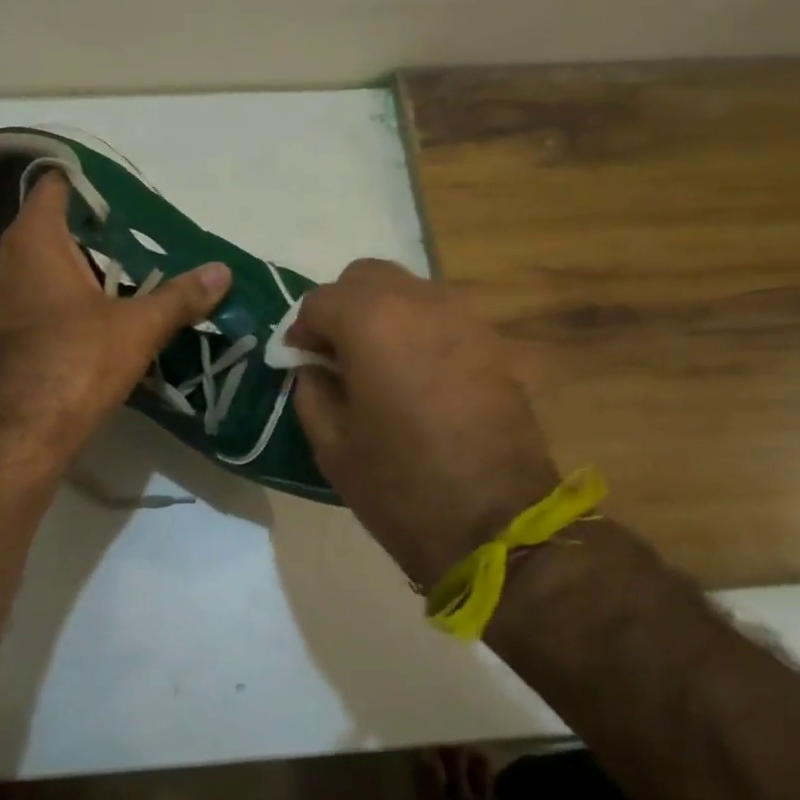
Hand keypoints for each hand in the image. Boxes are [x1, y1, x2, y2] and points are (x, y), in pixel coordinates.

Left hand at [0, 172, 231, 455]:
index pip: (54, 187)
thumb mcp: (138, 328)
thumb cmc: (75, 364)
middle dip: (88, 235)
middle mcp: (2, 262)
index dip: (86, 184)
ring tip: (115, 284)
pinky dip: (51, 305)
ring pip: (34, 271)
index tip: (121, 194)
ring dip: (69, 273)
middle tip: (133, 243)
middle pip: (47, 230)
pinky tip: (81, 327)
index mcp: (34, 242)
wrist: (16, 437)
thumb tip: (223, 271)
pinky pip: (24, 305)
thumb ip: (180, 296)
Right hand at [291, 260, 557, 587]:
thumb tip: (313, 365)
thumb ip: (311, 389)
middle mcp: (418, 302)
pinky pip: (440, 315)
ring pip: (407, 289)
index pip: (319, 300)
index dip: (302, 330)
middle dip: (342, 307)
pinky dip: (417, 327)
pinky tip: (416, 373)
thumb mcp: (332, 445)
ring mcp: (462, 317)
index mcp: (371, 322)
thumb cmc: (401, 486)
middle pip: (365, 277)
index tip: (302, 363)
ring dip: (381, 312)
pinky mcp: (491, 340)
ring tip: (377, 363)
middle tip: (337, 354)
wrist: (498, 522)